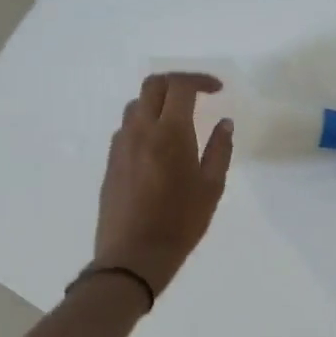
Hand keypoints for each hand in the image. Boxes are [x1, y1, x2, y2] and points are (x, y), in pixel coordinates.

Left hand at [93, 73, 233, 294]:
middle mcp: (141, 130)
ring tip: (179, 119)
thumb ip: (220, 149)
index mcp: (170, 133)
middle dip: (177, 82)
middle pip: (153, 85)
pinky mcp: (111, 161)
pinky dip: (145, 122)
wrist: (133, 255)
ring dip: (159, 102)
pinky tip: (160, 144)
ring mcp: (121, 145)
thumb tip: (224, 123)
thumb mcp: (212, 187)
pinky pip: (127, 127)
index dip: (200, 80)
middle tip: (198, 94)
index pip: (180, 86)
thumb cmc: (180, 222)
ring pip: (137, 105)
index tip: (218, 90)